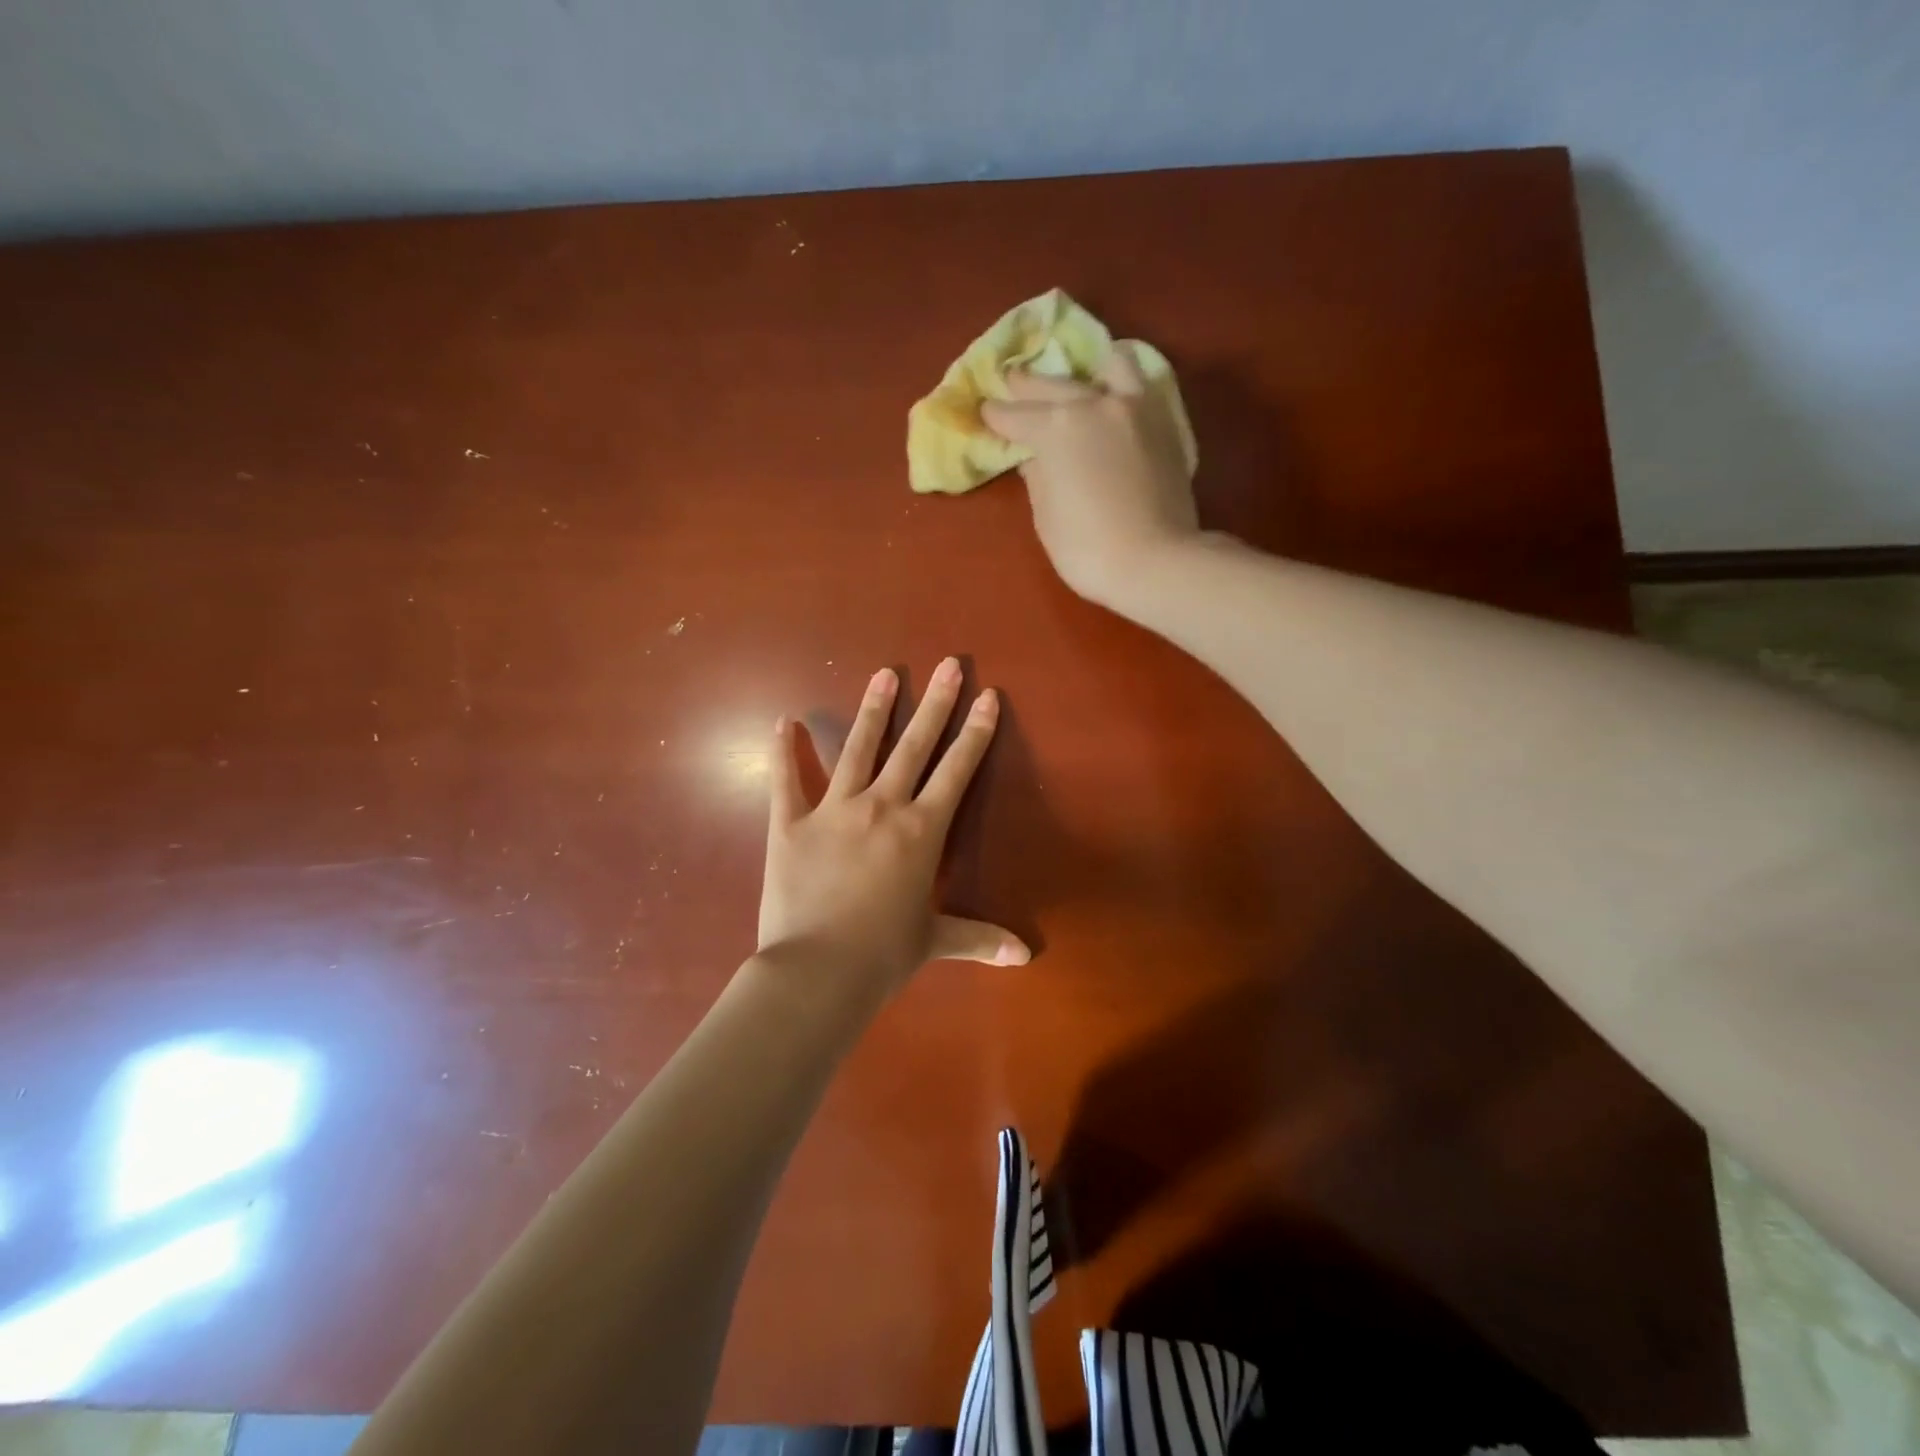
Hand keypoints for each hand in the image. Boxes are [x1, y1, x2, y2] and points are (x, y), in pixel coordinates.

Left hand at [758, 657, 1029, 995]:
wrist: (816, 972)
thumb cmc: (882, 956)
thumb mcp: (934, 942)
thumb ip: (979, 938)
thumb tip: (1024, 956)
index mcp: (920, 831)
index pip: (956, 771)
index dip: (975, 732)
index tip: (987, 696)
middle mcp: (881, 807)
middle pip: (913, 746)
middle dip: (935, 704)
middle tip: (948, 664)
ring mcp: (832, 811)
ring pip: (857, 749)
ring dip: (873, 710)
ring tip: (884, 674)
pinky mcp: (789, 824)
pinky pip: (785, 781)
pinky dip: (782, 751)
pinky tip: (782, 721)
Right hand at [980, 343, 1199, 605]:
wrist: (1155, 562)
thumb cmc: (1087, 548)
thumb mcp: (1046, 516)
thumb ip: (1037, 476)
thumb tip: (1036, 457)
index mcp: (1056, 427)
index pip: (1015, 415)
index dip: (996, 416)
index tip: (985, 412)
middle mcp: (1095, 404)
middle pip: (1054, 384)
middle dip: (1028, 386)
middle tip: (1012, 383)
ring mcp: (1135, 408)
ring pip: (1109, 366)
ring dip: (1087, 371)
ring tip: (1078, 379)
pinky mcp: (1165, 424)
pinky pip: (1141, 386)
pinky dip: (1122, 386)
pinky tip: (1115, 397)